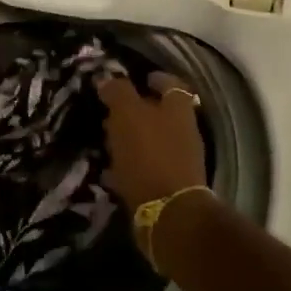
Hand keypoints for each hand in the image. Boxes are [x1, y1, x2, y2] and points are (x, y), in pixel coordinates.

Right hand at [97, 72, 207, 209]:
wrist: (168, 213)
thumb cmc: (149, 155)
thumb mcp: (128, 115)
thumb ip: (119, 93)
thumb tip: (107, 79)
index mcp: (178, 110)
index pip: (172, 85)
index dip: (157, 79)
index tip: (141, 77)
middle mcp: (183, 133)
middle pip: (162, 115)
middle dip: (138, 111)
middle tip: (112, 111)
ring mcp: (178, 162)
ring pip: (152, 142)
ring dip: (131, 140)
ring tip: (106, 141)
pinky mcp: (167, 187)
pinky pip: (145, 169)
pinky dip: (128, 167)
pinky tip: (108, 171)